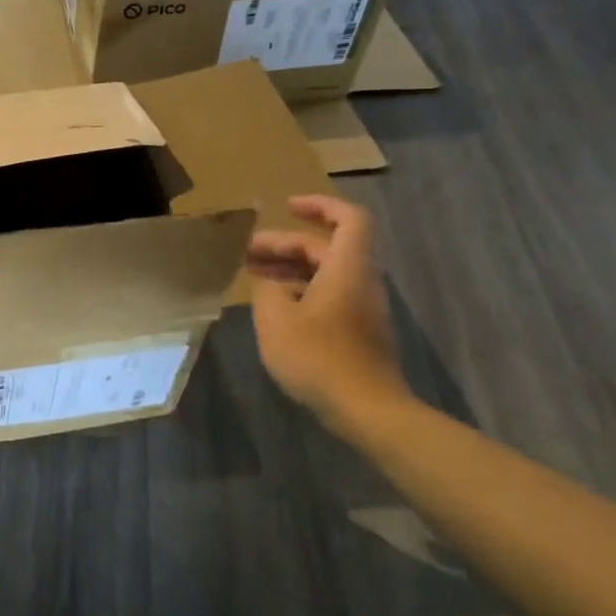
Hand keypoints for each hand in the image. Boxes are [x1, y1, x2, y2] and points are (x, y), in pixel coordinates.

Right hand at [247, 195, 405, 425]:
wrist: (367, 410)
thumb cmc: (319, 356)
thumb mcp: (276, 318)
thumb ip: (268, 289)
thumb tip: (270, 282)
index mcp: (347, 268)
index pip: (349, 218)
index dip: (319, 205)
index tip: (287, 207)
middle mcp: (360, 281)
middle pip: (327, 247)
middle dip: (286, 244)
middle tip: (247, 252)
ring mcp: (362, 308)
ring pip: (325, 273)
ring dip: (290, 269)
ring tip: (253, 277)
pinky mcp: (358, 332)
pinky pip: (328, 296)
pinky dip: (300, 291)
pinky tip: (273, 309)